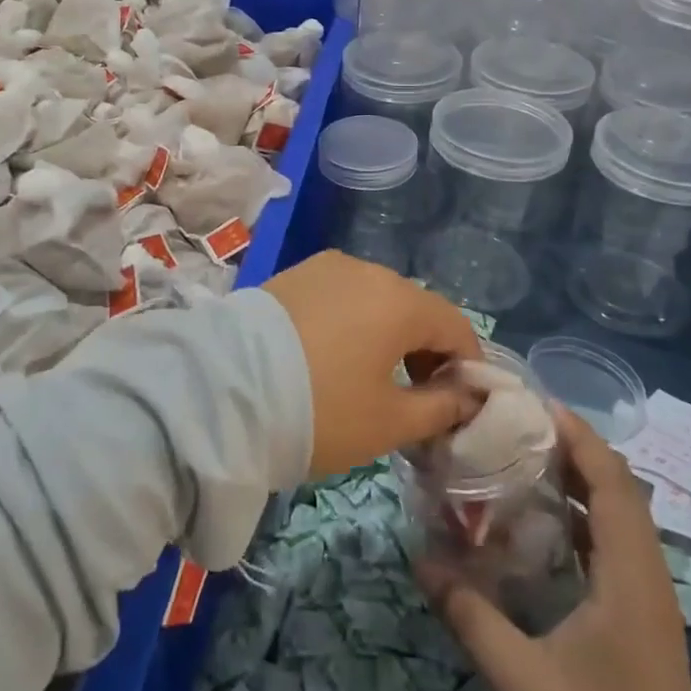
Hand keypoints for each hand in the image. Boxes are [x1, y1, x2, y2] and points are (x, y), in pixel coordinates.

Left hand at [262, 251, 482, 477]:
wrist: (222, 391)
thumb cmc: (319, 410)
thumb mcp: (388, 422)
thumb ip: (440, 408)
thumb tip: (467, 399)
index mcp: (400, 301)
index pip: (456, 326)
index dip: (466, 365)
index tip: (459, 403)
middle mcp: (368, 270)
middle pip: (415, 308)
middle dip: (426, 350)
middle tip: (416, 397)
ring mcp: (326, 267)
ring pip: (375, 299)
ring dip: (386, 334)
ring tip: (370, 377)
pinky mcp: (294, 274)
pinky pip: (340, 295)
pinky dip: (352, 321)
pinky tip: (333, 355)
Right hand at [418, 406, 690, 690]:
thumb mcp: (521, 679)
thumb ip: (469, 615)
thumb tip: (420, 559)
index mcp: (631, 579)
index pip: (614, 484)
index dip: (580, 439)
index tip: (537, 407)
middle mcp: (649, 573)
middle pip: (620, 488)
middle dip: (575, 449)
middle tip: (522, 428)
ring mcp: (651, 592)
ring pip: (622, 512)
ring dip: (583, 478)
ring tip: (529, 458)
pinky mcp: (643, 609)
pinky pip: (618, 539)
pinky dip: (588, 511)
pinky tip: (549, 516)